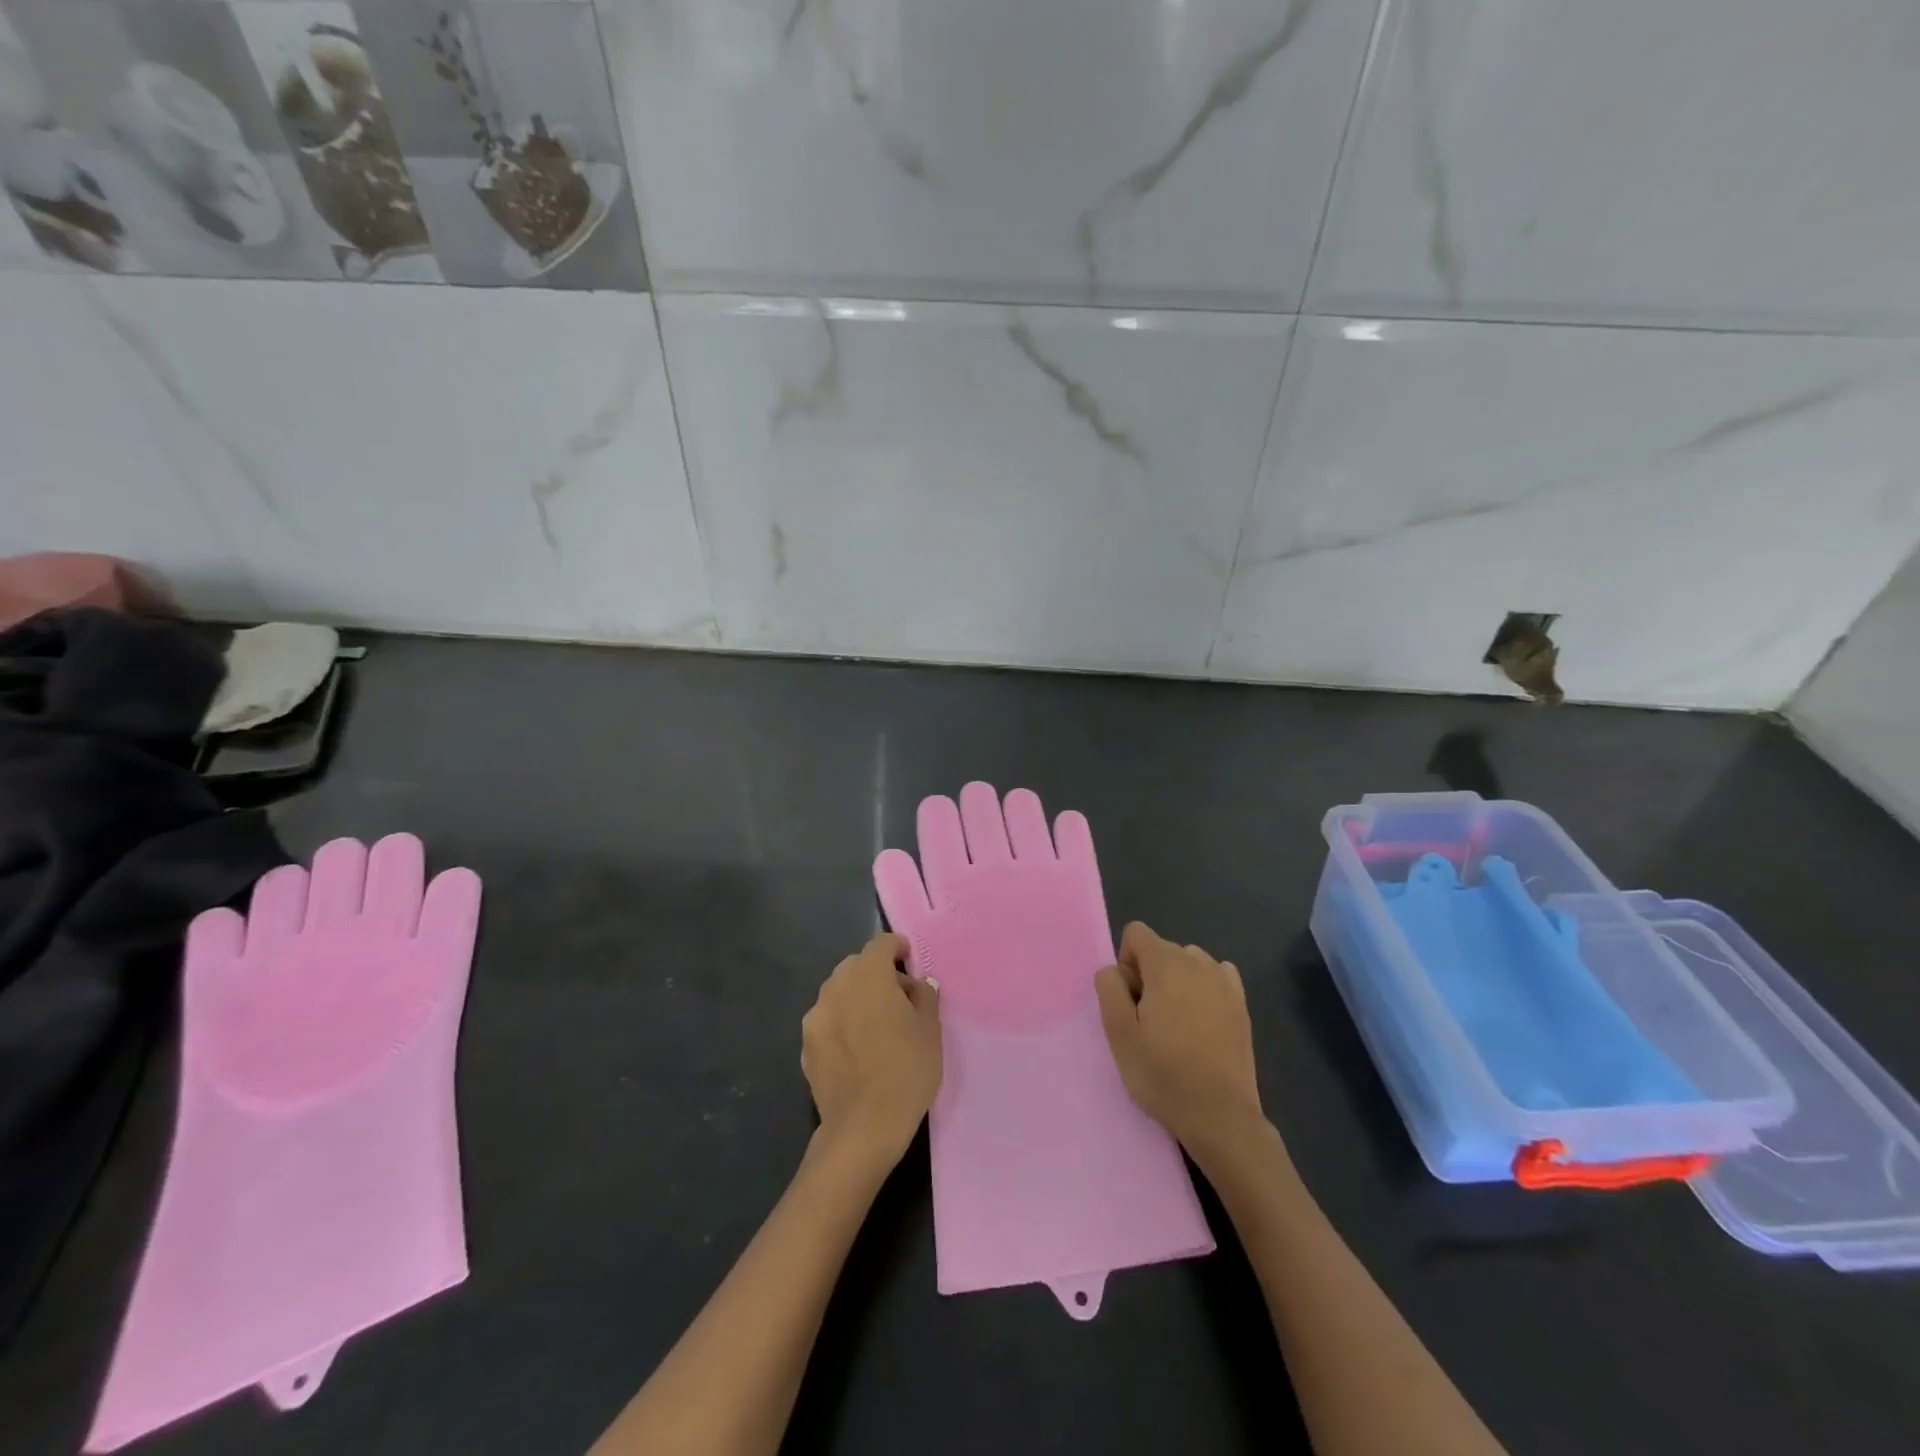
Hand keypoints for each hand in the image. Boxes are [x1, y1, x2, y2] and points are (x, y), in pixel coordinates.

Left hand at [802, 933, 942, 1169]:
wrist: (863, 1128)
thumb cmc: (906, 1071)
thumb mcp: (931, 1030)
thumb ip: (925, 996)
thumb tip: (918, 984)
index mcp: (868, 975)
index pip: (881, 944)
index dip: (897, 947)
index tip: (910, 960)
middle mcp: (836, 986)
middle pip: (857, 966)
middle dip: (877, 973)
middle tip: (899, 998)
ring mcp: (816, 1015)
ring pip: (839, 992)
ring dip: (857, 997)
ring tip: (876, 1025)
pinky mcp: (806, 1044)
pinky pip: (828, 1019)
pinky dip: (842, 1022)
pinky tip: (857, 1048)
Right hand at [1095, 922, 1264, 1152]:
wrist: (1220, 1115)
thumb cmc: (1162, 1073)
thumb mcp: (1119, 1033)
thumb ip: (1109, 988)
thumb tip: (1114, 970)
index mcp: (1166, 964)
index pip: (1136, 933)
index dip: (1126, 963)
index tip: (1130, 1000)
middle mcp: (1198, 962)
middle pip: (1162, 949)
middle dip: (1150, 974)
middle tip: (1149, 1021)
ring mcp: (1225, 982)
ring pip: (1188, 963)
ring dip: (1176, 982)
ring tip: (1177, 1025)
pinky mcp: (1242, 1004)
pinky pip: (1215, 978)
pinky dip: (1203, 990)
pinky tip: (1202, 1023)